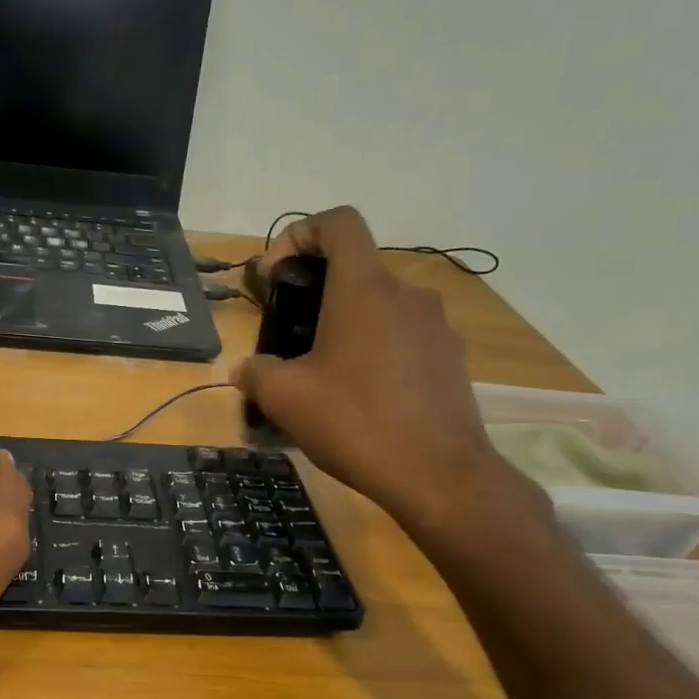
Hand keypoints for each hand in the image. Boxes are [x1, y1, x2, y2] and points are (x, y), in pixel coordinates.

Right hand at [234, 207, 520, 533]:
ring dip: (347, 329)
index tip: (277, 274)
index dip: (300, 234)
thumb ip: (256, 372)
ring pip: (381, 310)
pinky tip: (361, 400)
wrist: (436, 475)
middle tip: (289, 340)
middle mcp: (407, 295)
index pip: (338, 223)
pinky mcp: (452, 360)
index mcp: (364, 289)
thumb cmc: (354, 422)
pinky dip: (377, 355)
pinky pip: (404, 341)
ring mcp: (437, 327)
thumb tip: (247, 369)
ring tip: (324, 378)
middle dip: (316, 296)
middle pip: (356, 272)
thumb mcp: (285, 398)